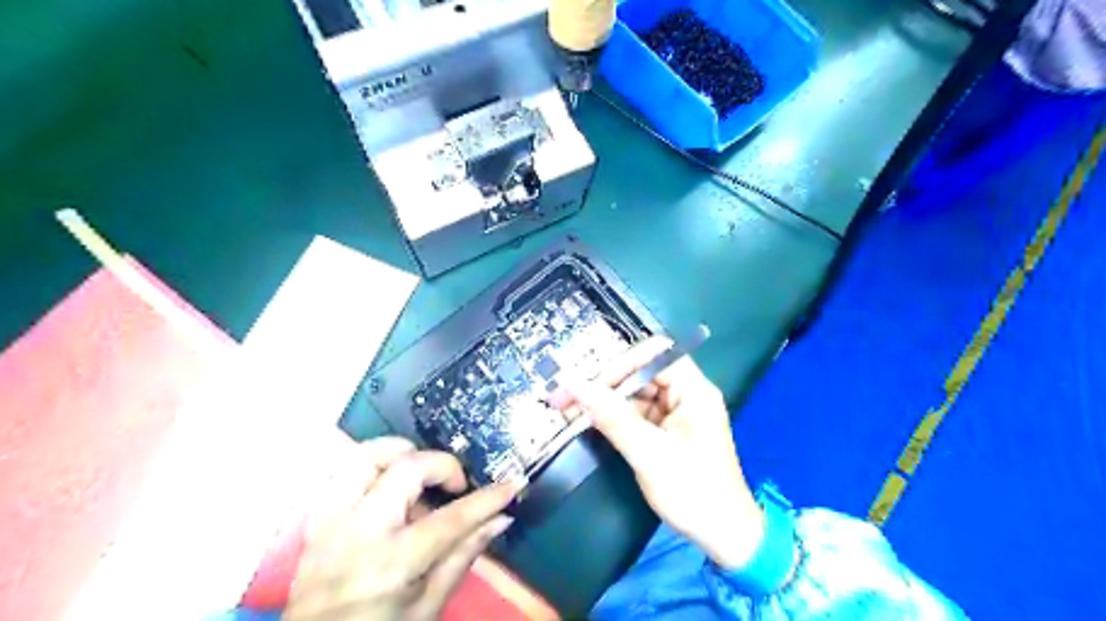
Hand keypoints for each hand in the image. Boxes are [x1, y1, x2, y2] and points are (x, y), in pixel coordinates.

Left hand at [288, 436, 524, 620]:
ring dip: (400, 454)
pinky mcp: (316, 519)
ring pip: (365, 456)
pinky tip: (387, 482)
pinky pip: (340, 472)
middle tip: (455, 485)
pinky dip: (370, 466)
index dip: (487, 498)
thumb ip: (463, 556)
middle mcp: (359, 534)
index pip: (450, 520)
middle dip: (442, 465)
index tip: (513, 482)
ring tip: (420, 472)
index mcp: (392, 566)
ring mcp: (331, 522)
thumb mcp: (428, 608)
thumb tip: (501, 518)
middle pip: (405, 469)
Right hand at [558, 337, 765, 568]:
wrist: (723, 535)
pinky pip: (635, 413)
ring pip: (634, 393)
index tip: (589, 380)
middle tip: (566, 394)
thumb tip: (574, 385)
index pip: (656, 355)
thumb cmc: (693, 492)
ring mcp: (675, 412)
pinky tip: (587, 419)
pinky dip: (612, 416)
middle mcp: (686, 394)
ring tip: (567, 406)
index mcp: (694, 391)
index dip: (622, 362)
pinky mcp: (666, 430)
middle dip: (605, 382)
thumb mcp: (649, 454)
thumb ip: (612, 417)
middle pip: (641, 372)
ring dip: (604, 399)